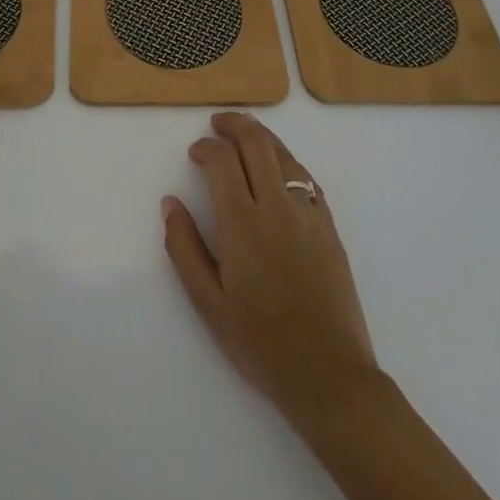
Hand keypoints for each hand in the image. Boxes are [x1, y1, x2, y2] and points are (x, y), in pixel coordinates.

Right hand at [162, 113, 377, 421]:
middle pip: (255, 142)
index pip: (222, 160)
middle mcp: (276, 205)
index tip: (195, 152)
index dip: (206, 147)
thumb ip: (184, 248)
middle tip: (218, 124)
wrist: (329, 375)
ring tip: (245, 135)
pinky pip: (307, 177)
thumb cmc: (261, 343)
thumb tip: (170, 203)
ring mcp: (308, 213)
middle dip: (233, 125)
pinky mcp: (329, 226)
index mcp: (242, 222)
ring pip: (283, 154)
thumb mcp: (208, 304)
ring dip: (261, 136)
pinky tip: (279, 169)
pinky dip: (287, 162)